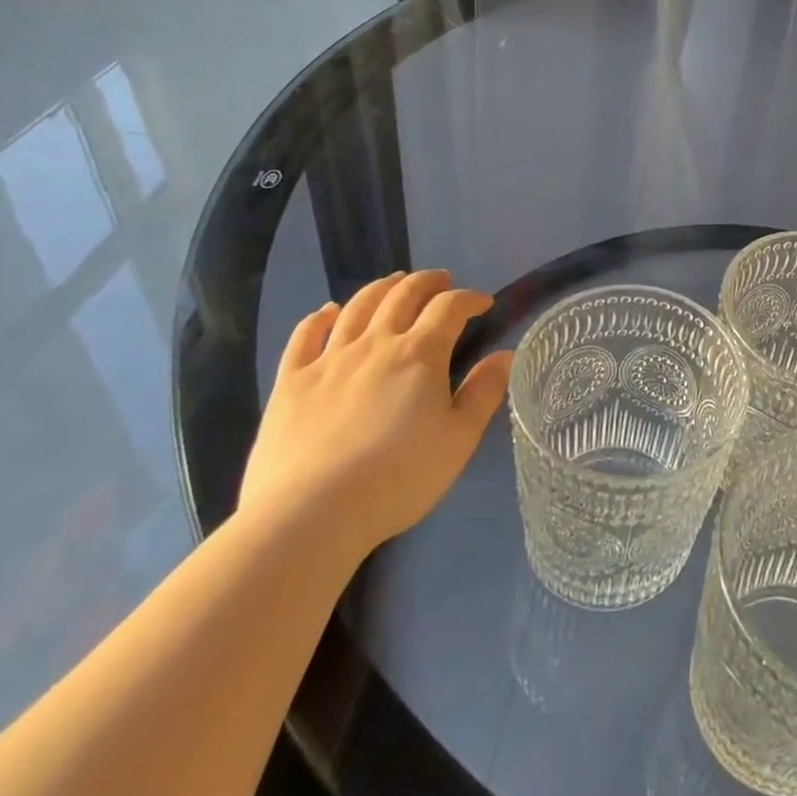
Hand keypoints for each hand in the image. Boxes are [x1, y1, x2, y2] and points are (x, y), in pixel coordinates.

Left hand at [239, 271, 510, 556]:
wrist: (311, 514)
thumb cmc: (399, 478)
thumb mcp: (459, 439)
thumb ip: (483, 392)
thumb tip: (505, 355)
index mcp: (420, 353)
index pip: (450, 307)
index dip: (470, 298)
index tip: (483, 303)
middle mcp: (375, 343)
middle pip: (403, 295)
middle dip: (427, 282)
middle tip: (441, 281)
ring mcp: (329, 359)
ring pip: (357, 306)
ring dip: (381, 288)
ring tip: (394, 283)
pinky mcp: (291, 381)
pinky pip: (305, 335)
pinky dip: (320, 316)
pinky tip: (328, 311)